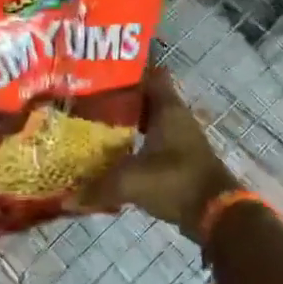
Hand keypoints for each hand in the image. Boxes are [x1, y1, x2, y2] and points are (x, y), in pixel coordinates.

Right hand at [76, 67, 237, 241]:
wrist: (215, 212)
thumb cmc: (175, 182)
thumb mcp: (131, 182)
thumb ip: (98, 187)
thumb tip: (68, 199)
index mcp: (168, 109)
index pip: (151, 74)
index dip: (129, 71)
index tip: (101, 73)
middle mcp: (176, 118)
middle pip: (146, 98)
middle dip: (120, 99)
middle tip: (88, 101)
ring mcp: (181, 139)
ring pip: (149, 121)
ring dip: (127, 123)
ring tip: (94, 126)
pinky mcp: (181, 159)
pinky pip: (153, 143)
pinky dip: (136, 145)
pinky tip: (114, 155)